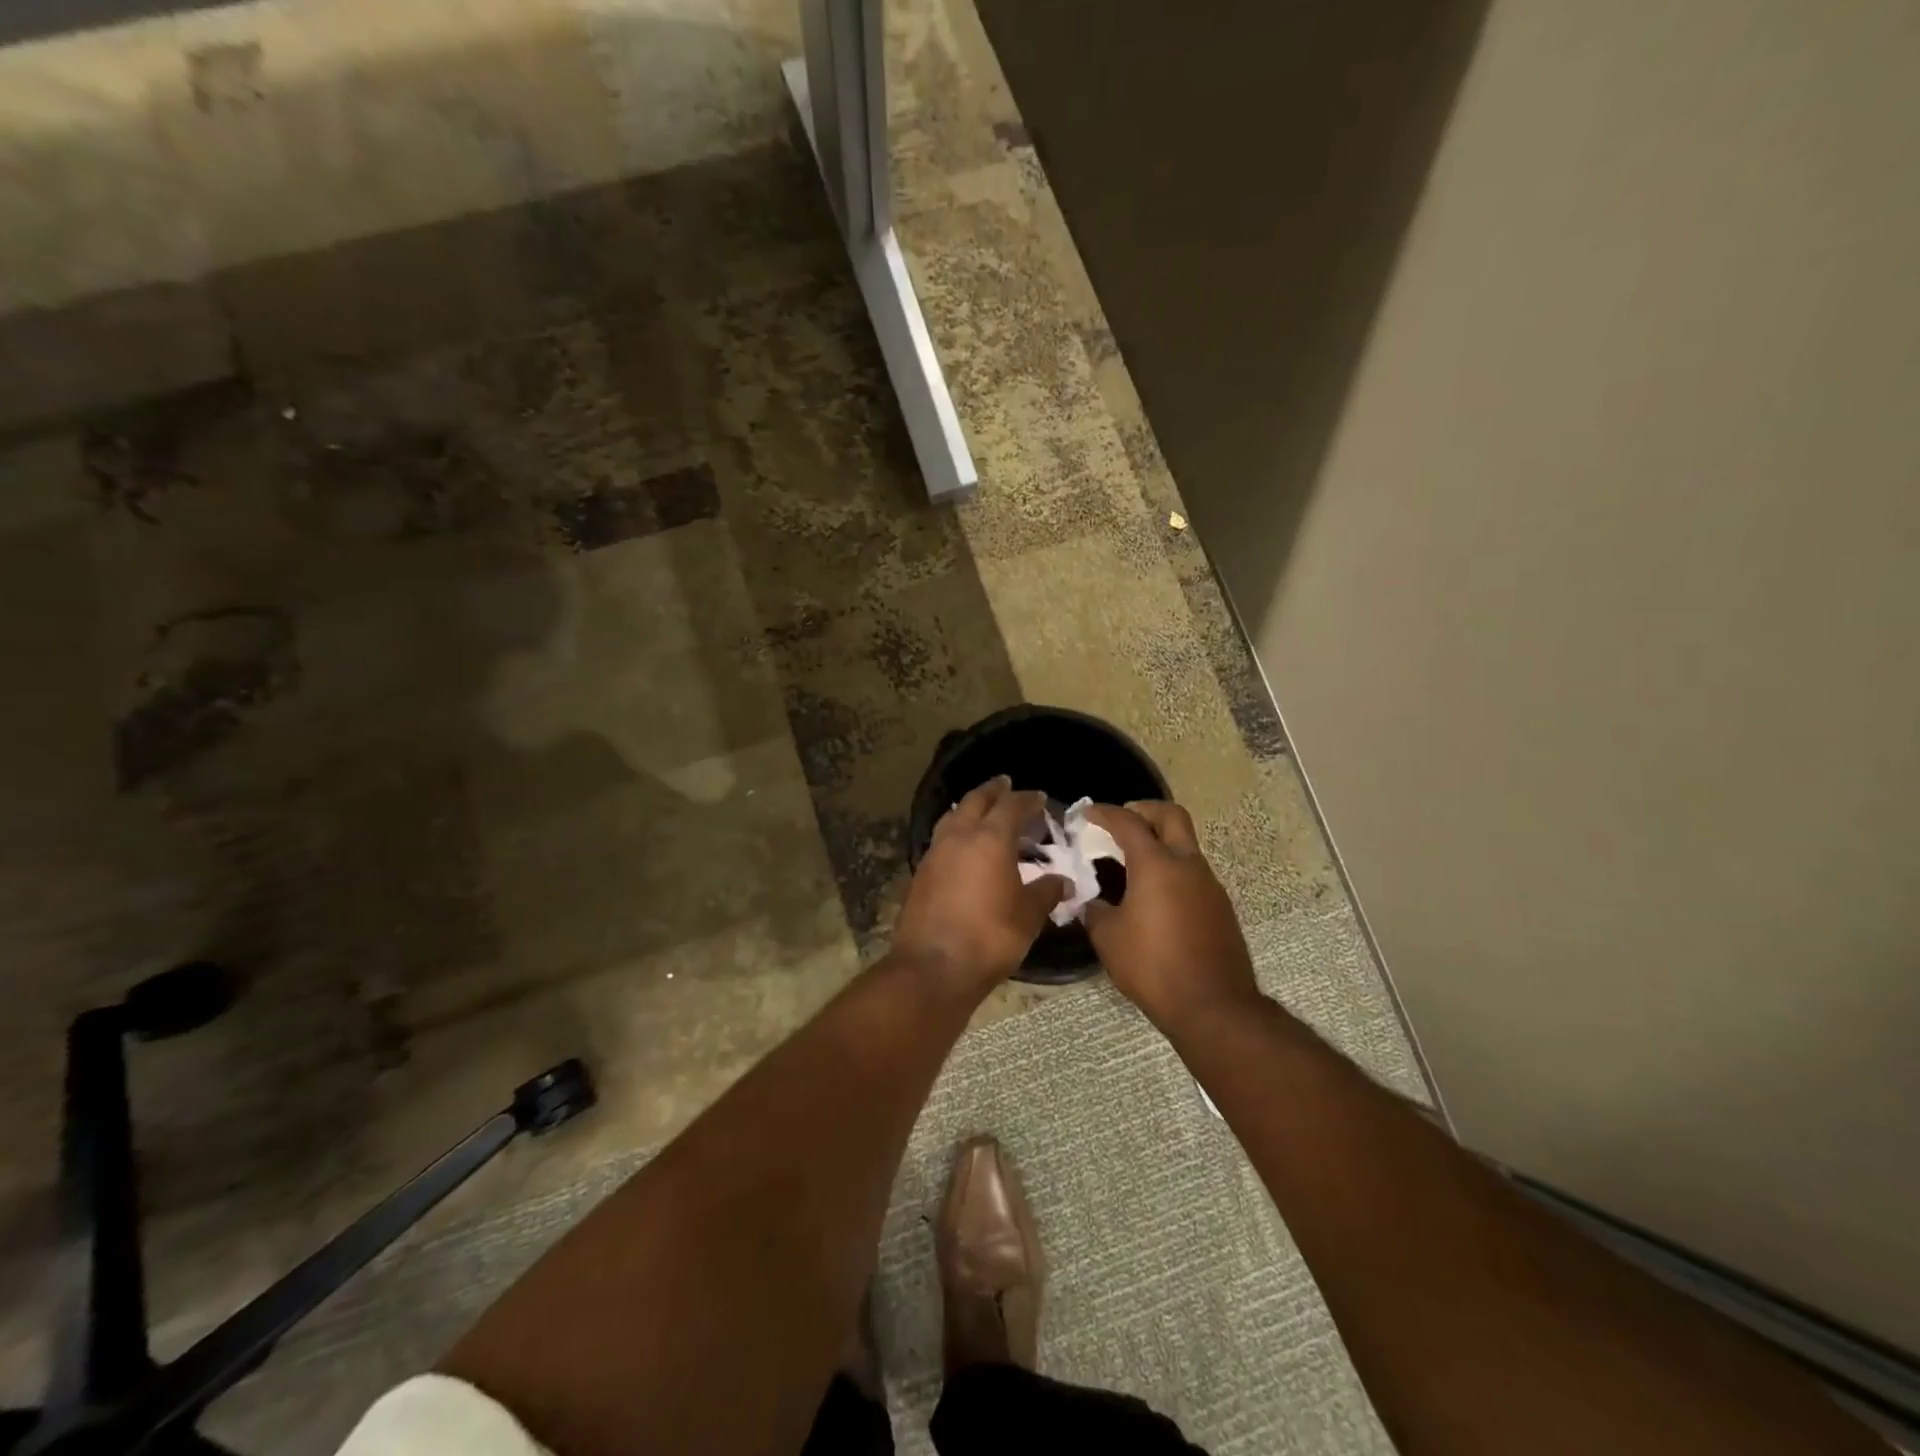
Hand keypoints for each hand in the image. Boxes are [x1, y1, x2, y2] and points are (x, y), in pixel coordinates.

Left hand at [894, 776, 1068, 990]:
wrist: (933, 967)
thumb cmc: (989, 937)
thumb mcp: (1028, 916)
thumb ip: (1046, 893)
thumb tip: (1063, 882)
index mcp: (990, 839)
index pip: (1011, 805)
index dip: (1028, 799)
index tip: (1040, 799)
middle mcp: (959, 836)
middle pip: (976, 800)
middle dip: (993, 790)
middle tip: (1006, 784)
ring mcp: (935, 853)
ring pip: (953, 816)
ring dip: (969, 808)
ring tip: (983, 810)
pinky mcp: (921, 872)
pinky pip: (942, 839)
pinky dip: (956, 831)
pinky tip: (964, 846)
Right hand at [1084, 801, 1260, 1029]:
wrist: (1213, 1006)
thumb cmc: (1153, 967)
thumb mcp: (1108, 938)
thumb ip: (1094, 911)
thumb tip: (1090, 901)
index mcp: (1157, 865)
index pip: (1128, 822)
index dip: (1105, 813)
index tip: (1087, 813)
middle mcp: (1187, 865)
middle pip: (1171, 816)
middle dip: (1144, 810)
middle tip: (1121, 822)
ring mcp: (1209, 884)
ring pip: (1185, 844)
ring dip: (1160, 842)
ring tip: (1131, 863)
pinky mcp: (1220, 906)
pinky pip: (1192, 873)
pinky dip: (1172, 869)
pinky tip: (1153, 896)